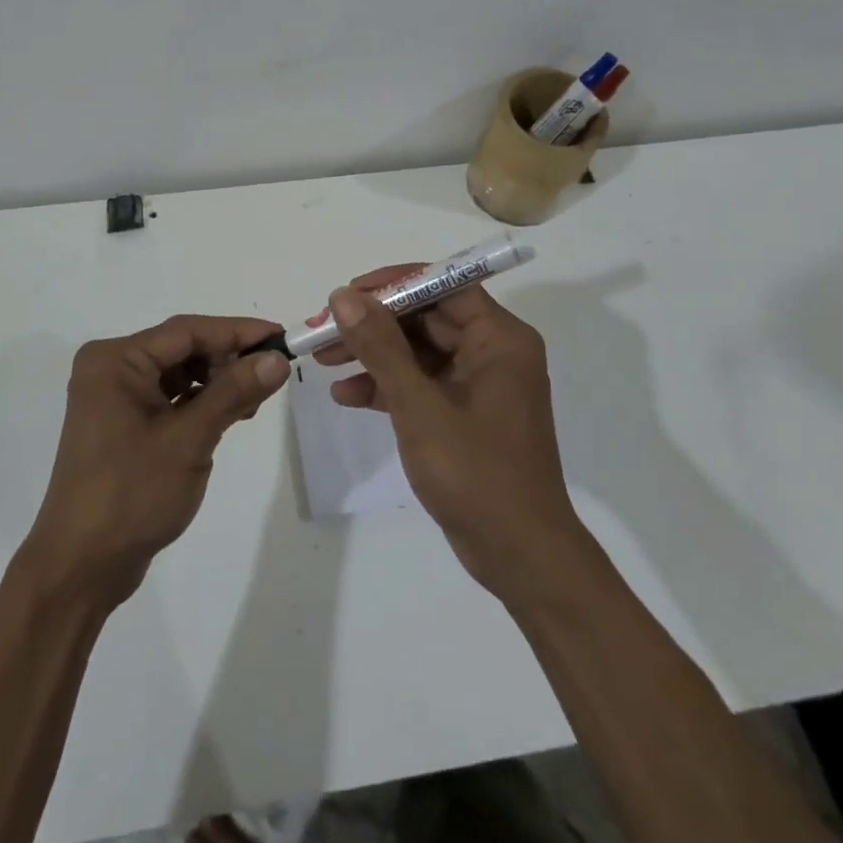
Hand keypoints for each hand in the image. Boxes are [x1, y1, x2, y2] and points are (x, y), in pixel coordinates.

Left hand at [22, 315, 290, 607]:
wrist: (81, 567)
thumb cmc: (131, 495)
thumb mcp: (189, 439)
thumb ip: (233, 393)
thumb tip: (277, 358)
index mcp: (115, 360)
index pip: (186, 331)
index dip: (237, 332)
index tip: (281, 337)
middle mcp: (111, 369)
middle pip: (182, 349)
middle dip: (228, 360)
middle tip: (272, 375)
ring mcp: (115, 398)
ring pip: (178, 373)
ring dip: (217, 382)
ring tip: (254, 400)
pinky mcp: (123, 424)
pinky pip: (169, 398)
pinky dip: (200, 403)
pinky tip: (230, 415)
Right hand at [319, 271, 583, 602]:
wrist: (519, 557)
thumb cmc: (477, 474)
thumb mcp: (420, 407)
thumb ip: (381, 348)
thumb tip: (344, 297)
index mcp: (499, 339)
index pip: (443, 287)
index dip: (393, 285)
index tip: (347, 295)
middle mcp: (492, 353)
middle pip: (425, 318)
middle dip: (373, 325)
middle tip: (324, 332)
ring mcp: (478, 385)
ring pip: (417, 352)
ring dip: (373, 355)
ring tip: (323, 362)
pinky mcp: (463, 415)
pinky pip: (420, 385)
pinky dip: (386, 387)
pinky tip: (346, 396)